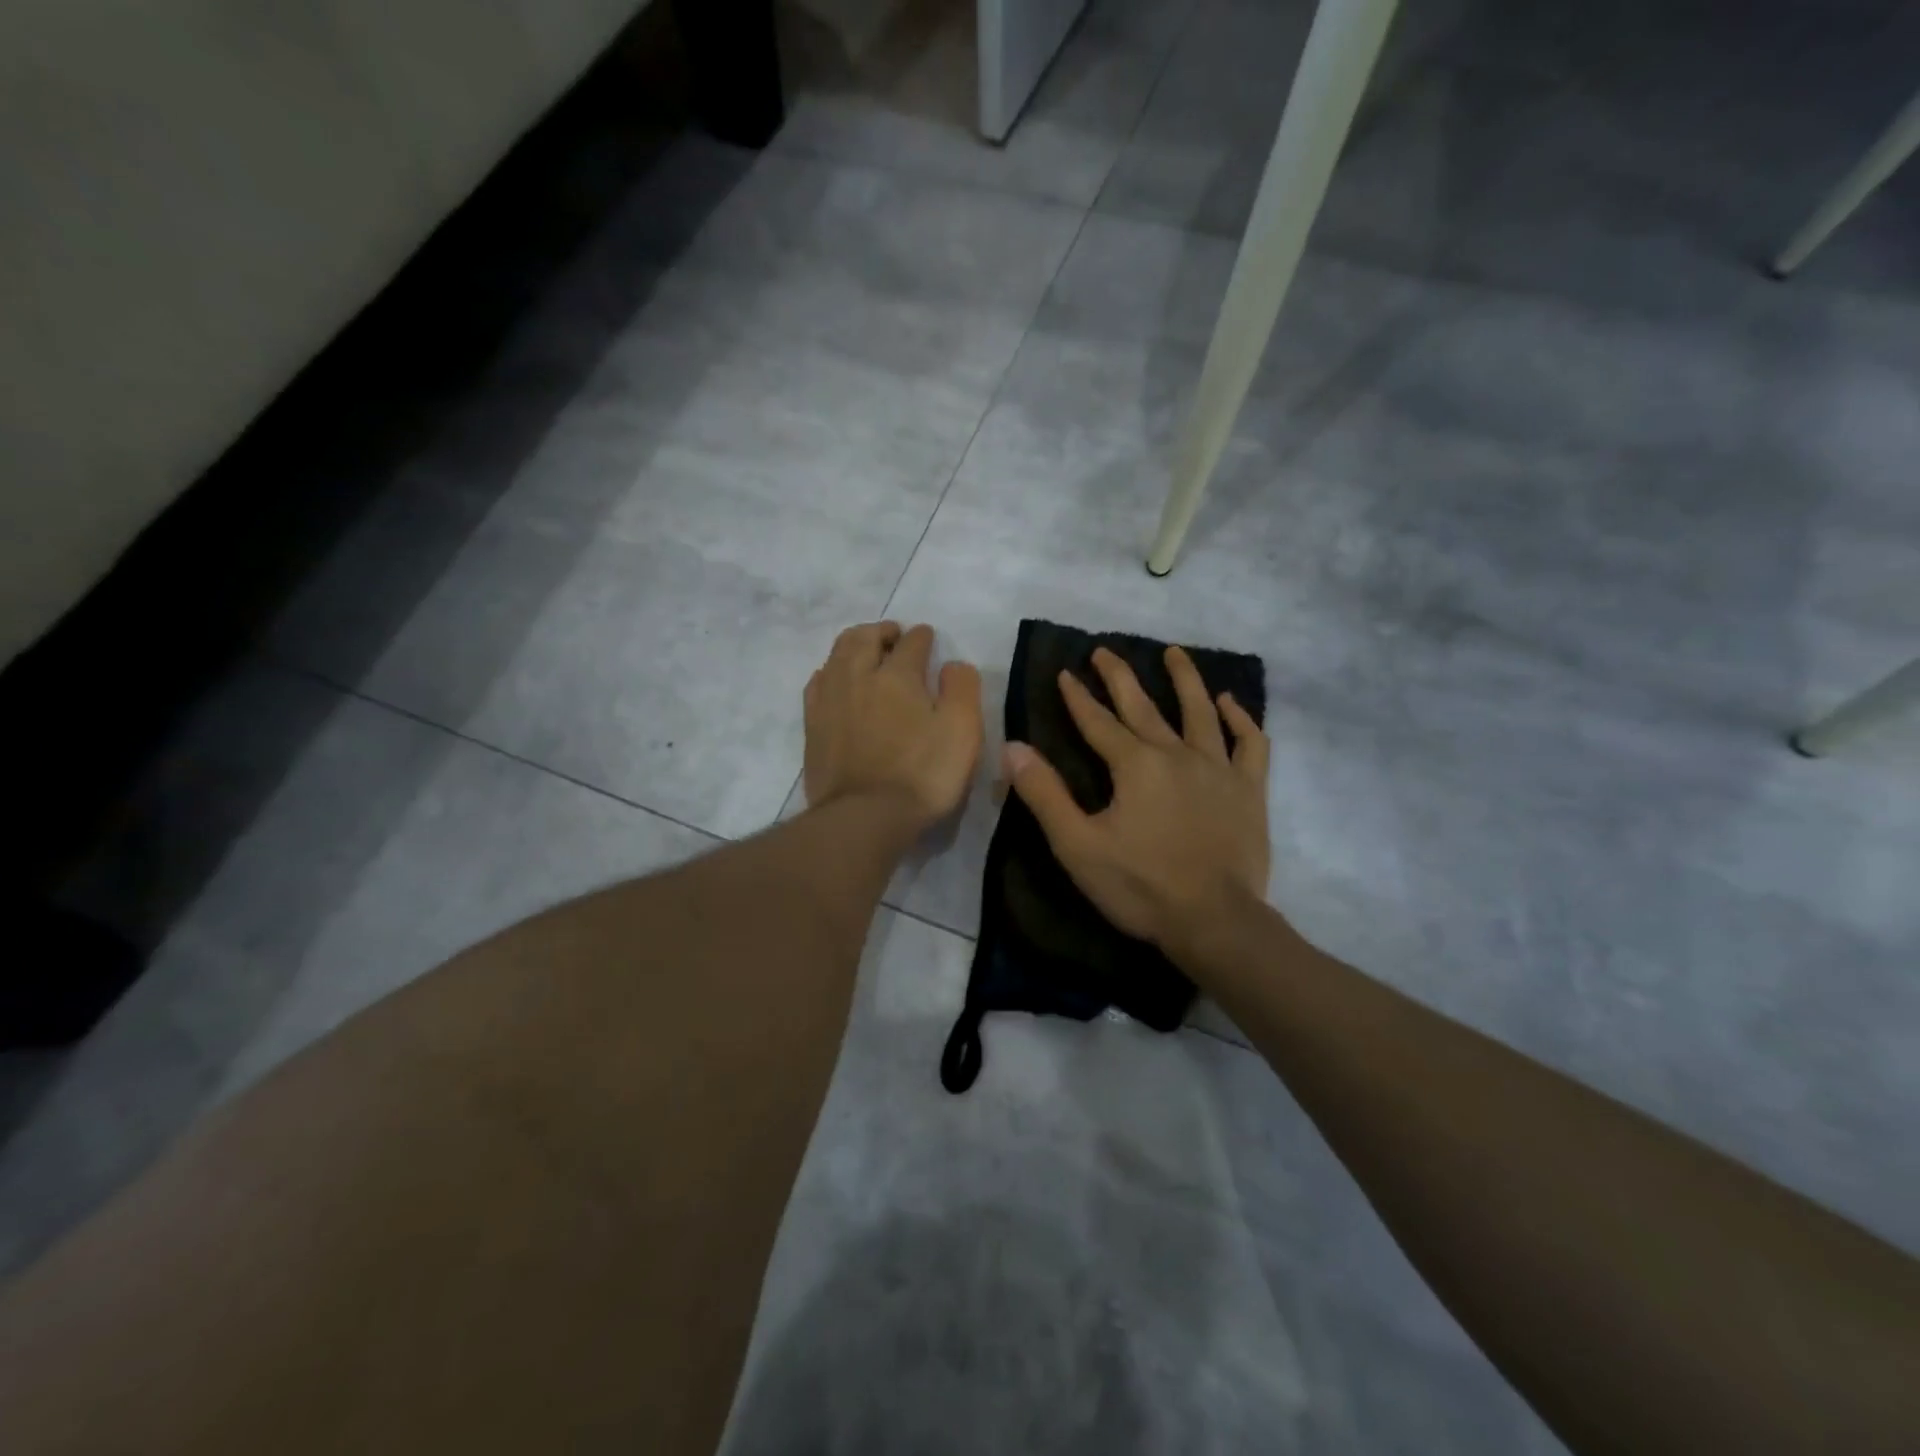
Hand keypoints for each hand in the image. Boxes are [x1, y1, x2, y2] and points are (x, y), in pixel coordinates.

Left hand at [804, 622, 983, 831]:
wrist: (864, 816)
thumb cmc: (922, 774)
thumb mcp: (962, 731)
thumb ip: (962, 689)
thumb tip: (952, 664)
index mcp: (898, 675)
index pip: (912, 642)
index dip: (923, 637)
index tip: (928, 637)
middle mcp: (859, 676)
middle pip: (865, 638)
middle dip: (882, 631)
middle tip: (894, 635)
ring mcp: (830, 699)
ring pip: (837, 655)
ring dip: (855, 644)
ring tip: (866, 650)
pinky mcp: (813, 724)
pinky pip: (818, 682)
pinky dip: (831, 671)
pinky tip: (837, 680)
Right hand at [1003, 645, 1269, 956]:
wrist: (1215, 921)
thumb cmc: (1140, 886)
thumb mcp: (1078, 845)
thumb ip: (1044, 794)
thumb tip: (1013, 747)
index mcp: (1134, 765)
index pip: (1097, 722)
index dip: (1077, 697)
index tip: (1065, 672)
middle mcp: (1176, 754)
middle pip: (1143, 706)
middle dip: (1119, 677)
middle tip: (1104, 651)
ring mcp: (1218, 768)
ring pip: (1200, 711)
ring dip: (1185, 679)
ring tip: (1174, 653)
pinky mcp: (1249, 789)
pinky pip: (1250, 743)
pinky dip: (1241, 719)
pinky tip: (1230, 702)